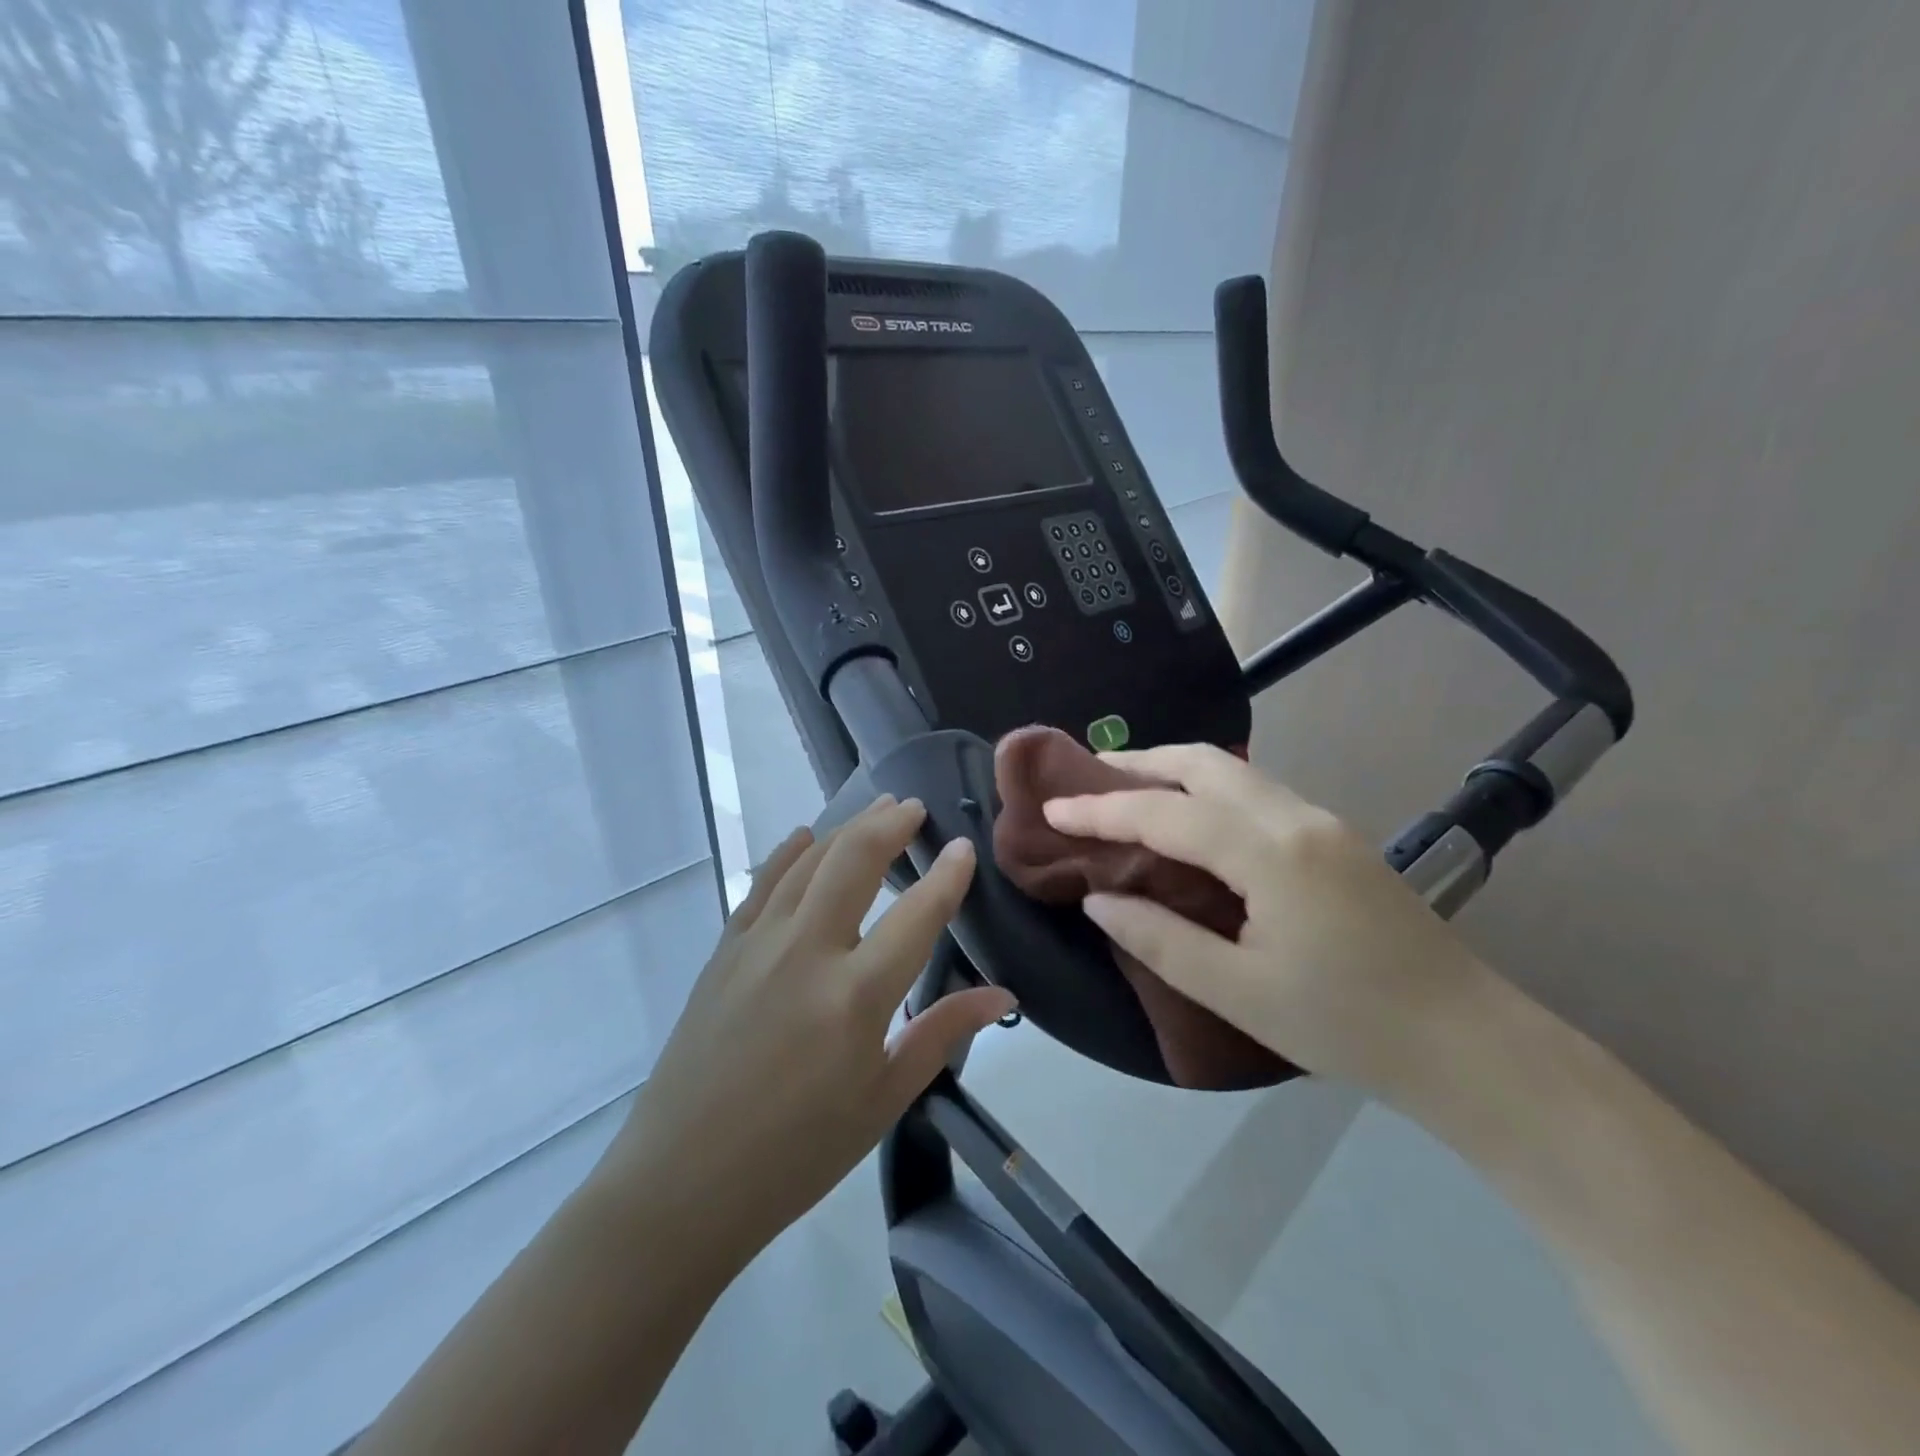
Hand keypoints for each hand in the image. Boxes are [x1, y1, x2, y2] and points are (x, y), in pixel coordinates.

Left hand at [606, 796, 1014, 1264]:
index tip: (965, 847)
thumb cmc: (798, 1153)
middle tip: (913, 807)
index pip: (917, 915)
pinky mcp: (724, 952)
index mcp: (855, 996)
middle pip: (854, 862)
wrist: (683, 1182)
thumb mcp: (883, 1100)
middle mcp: (807, 953)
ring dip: (846, 828)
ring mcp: (758, 945)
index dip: (947, 876)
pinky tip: (804, 837)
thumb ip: (941, 1033)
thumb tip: (1002, 994)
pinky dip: (788, 854)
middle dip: (890, 825)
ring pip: (808, 863)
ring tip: (875, 809)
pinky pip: (761, 886)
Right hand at [1042, 744, 1494, 1099]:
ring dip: (1174, 772)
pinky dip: (1207, 792)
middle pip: (1204, 763)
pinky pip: (1255, 794)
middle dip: (1139, 764)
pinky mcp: (1337, 838)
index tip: (1052, 808)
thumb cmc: (1347, 1025)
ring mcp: (1323, 822)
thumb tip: (1098, 898)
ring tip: (1127, 793)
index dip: (1102, 809)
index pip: (1166, 813)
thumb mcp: (1237, 992)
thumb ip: (1159, 939)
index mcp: (1271, 852)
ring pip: (1233, 772)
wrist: (1470, 1045)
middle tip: (1087, 780)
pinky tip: (1189, 821)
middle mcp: (1296, 817)